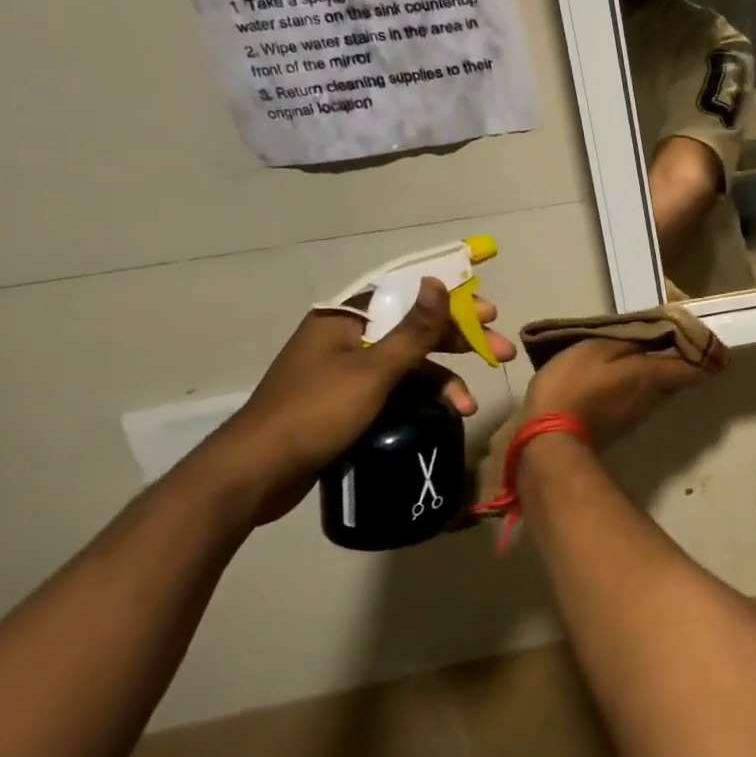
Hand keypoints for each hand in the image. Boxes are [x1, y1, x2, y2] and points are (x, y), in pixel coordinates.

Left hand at [192, 279, 517, 526]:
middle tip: (500, 352)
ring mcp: (347, 370)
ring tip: (469, 406)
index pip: (409, 294)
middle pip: (415, 329)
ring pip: (410, 364)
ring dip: (444, 380)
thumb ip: (413, 330)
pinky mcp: (349, 401)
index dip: (452, 301)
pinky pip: (397, 388)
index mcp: (346, 319)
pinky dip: (423, 398)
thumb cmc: (315, 413)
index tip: (490, 313)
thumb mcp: (373, 371)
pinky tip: (445, 414)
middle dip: (460, 343)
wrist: (255, 475)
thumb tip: (438, 281)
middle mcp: (348, 338)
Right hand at [520, 336, 724, 449]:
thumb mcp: (599, 349)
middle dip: (679, 358)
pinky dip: (637, 384)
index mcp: (652, 375)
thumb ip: (633, 340)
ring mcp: (636, 415)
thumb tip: (664, 332)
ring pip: (657, 387)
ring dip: (657, 371)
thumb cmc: (574, 385)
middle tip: (673, 338)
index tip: (717, 346)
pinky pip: (638, 398)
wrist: (549, 440)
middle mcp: (653, 397)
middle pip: (676, 376)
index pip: (694, 367)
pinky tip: (620, 375)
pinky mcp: (619, 425)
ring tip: (642, 351)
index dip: (708, 355)